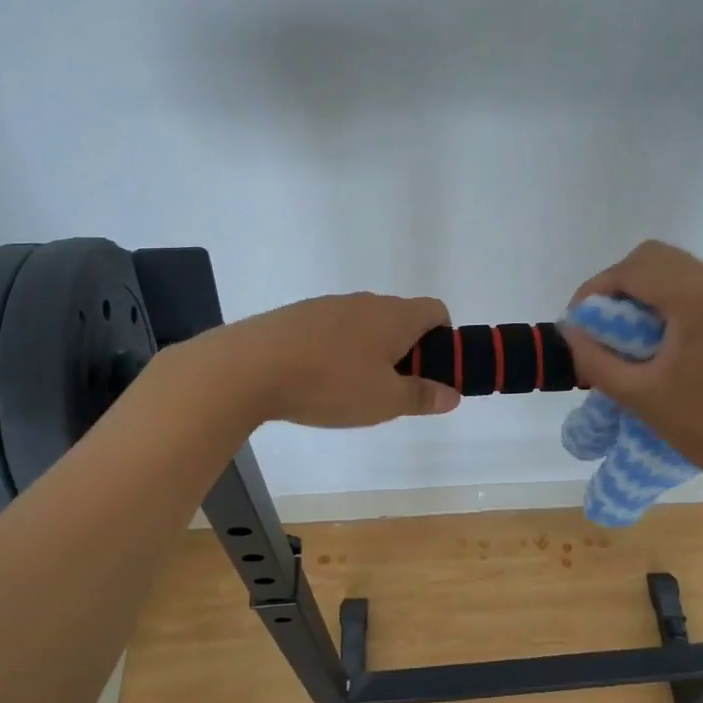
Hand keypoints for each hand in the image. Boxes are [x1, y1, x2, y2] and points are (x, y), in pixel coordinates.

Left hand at [219, 292, 460, 427]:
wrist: (250, 367)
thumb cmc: (330, 383)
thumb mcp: (384, 400)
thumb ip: (422, 396)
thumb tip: (452, 394)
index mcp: (395, 316)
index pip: (436, 311)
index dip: (442, 339)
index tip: (429, 371)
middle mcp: (366, 302)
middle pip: (401, 318)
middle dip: (405, 351)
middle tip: (391, 389)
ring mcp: (329, 305)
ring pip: (365, 325)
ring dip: (369, 352)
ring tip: (351, 389)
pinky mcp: (299, 315)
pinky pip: (333, 330)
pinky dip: (337, 350)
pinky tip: (317, 380)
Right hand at [561, 242, 702, 499]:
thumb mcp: (640, 395)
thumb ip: (596, 358)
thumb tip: (571, 329)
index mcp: (696, 297)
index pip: (631, 269)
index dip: (594, 290)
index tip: (577, 324)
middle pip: (654, 258)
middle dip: (618, 285)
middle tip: (599, 326)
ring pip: (676, 271)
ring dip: (643, 291)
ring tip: (624, 336)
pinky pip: (696, 289)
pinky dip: (667, 301)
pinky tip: (657, 342)